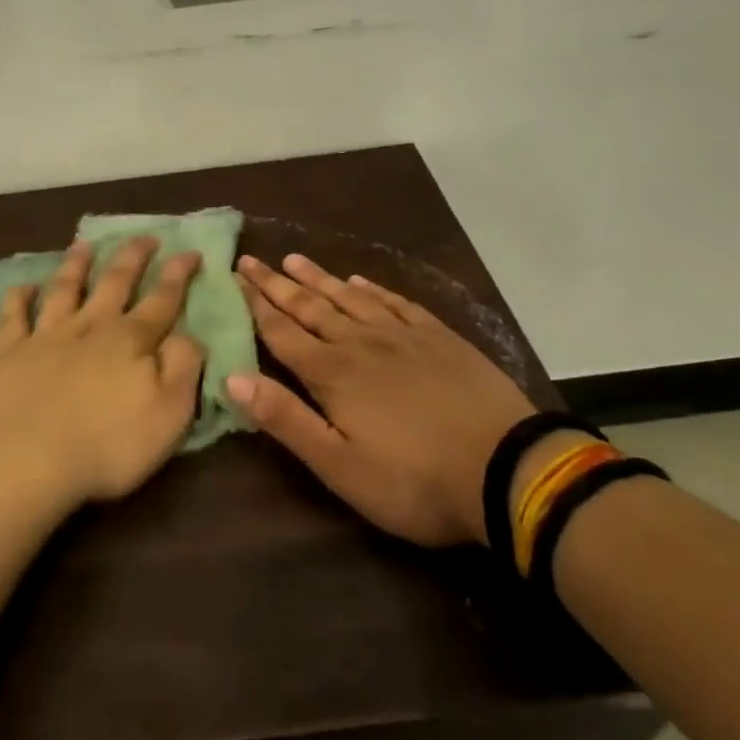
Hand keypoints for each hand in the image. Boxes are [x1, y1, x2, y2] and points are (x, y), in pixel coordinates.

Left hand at [0, 238, 205, 511]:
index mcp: (131, 340)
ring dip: (76, 264)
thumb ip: (183, 367)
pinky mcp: (9, 353)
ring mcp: (46, 336)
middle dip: (132, 256)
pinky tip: (23, 286)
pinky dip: (17, 298)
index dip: (178, 274)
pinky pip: (12, 316)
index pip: (162, 298)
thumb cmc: (109, 445)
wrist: (30, 463)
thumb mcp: (170, 414)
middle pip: (114, 282)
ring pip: (64, 288)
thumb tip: (188, 334)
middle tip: (145, 237)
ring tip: (84, 245)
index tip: (190, 250)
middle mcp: (90, 326)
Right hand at [229, 253, 537, 546]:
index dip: (255, 303)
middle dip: (277, 284)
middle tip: (252, 259)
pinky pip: (396, 303)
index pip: (282, 331)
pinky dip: (373, 290)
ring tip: (295, 259)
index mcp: (332, 373)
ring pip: (349, 298)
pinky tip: (361, 281)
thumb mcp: (339, 465)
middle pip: (310, 306)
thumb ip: (285, 418)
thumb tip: (231, 377)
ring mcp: (402, 336)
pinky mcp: (439, 338)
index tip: (235, 275)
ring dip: (319, 278)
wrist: (508, 469)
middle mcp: (360, 343)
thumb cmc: (414, 480)